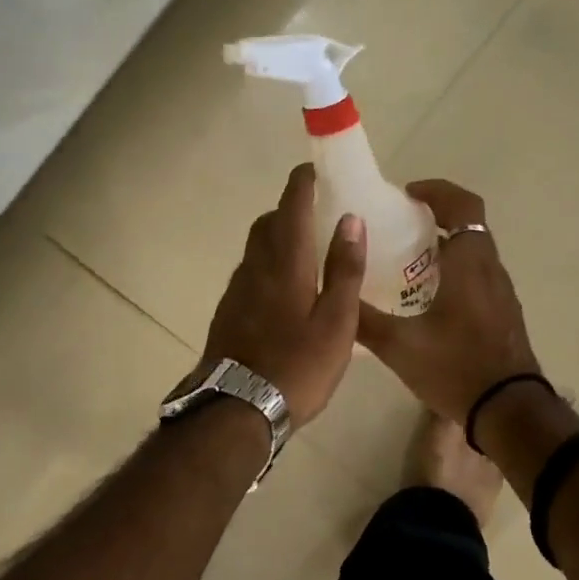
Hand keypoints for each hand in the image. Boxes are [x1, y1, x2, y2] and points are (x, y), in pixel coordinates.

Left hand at [201, 164, 365, 429]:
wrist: (236, 410)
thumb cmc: (298, 365)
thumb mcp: (337, 320)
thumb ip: (344, 269)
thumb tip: (350, 219)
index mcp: (287, 261)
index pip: (292, 205)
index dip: (303, 182)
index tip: (317, 169)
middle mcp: (257, 266)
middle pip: (269, 221)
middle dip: (290, 207)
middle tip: (318, 212)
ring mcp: (237, 289)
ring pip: (257, 247)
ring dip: (279, 235)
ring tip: (307, 250)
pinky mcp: (228, 311)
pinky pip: (251, 271)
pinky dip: (269, 263)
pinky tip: (286, 289)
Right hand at [356, 179, 541, 424]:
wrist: (510, 411)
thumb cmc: (457, 368)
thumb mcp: (400, 346)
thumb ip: (364, 320)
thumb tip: (334, 297)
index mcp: (469, 263)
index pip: (463, 205)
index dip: (437, 191)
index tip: (408, 195)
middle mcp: (490, 269)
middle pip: (468, 225)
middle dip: (435, 218)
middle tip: (399, 228)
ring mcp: (502, 292)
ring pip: (475, 252)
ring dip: (445, 246)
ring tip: (408, 263)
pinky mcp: (504, 313)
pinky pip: (479, 275)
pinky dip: (456, 271)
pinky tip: (429, 300)